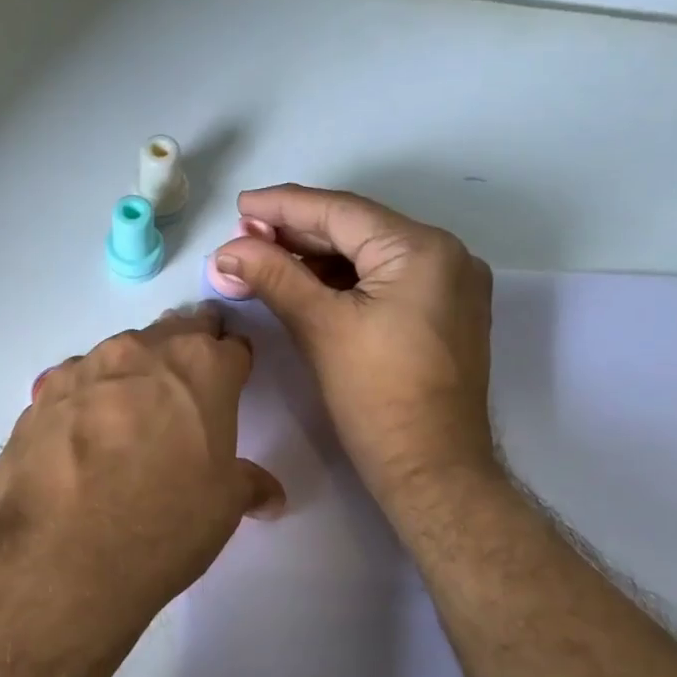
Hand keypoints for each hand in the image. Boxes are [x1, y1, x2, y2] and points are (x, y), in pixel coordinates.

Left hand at [0, 304, 284, 622]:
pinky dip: (87, 400)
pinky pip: (75, 385)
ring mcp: (83, 368)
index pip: (231, 346)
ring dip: (133, 375)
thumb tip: (268, 495)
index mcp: (201, 367)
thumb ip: (248, 485)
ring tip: (129, 420)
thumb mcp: (223, 507)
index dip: (234, 366)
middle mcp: (141, 351)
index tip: (230, 384)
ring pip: (120, 355)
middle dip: (186, 355)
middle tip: (186, 392)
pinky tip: (82, 440)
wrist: (59, 556)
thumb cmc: (163, 524)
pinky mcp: (39, 396)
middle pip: (174, 333)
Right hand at [213, 184, 499, 507]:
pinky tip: (305, 286)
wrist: (430, 469)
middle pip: (357, 231)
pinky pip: (385, 284)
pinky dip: (344, 283)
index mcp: (422, 249)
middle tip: (243, 240)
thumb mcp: (320, 329)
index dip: (284, 207)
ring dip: (317, 261)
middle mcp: (446, 256)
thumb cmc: (376, 397)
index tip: (239, 207)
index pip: (340, 213)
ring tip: (264, 261)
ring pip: (370, 259)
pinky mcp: (443, 316)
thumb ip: (274, 278)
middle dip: (296, 235)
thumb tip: (226, 251)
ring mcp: (450, 287)